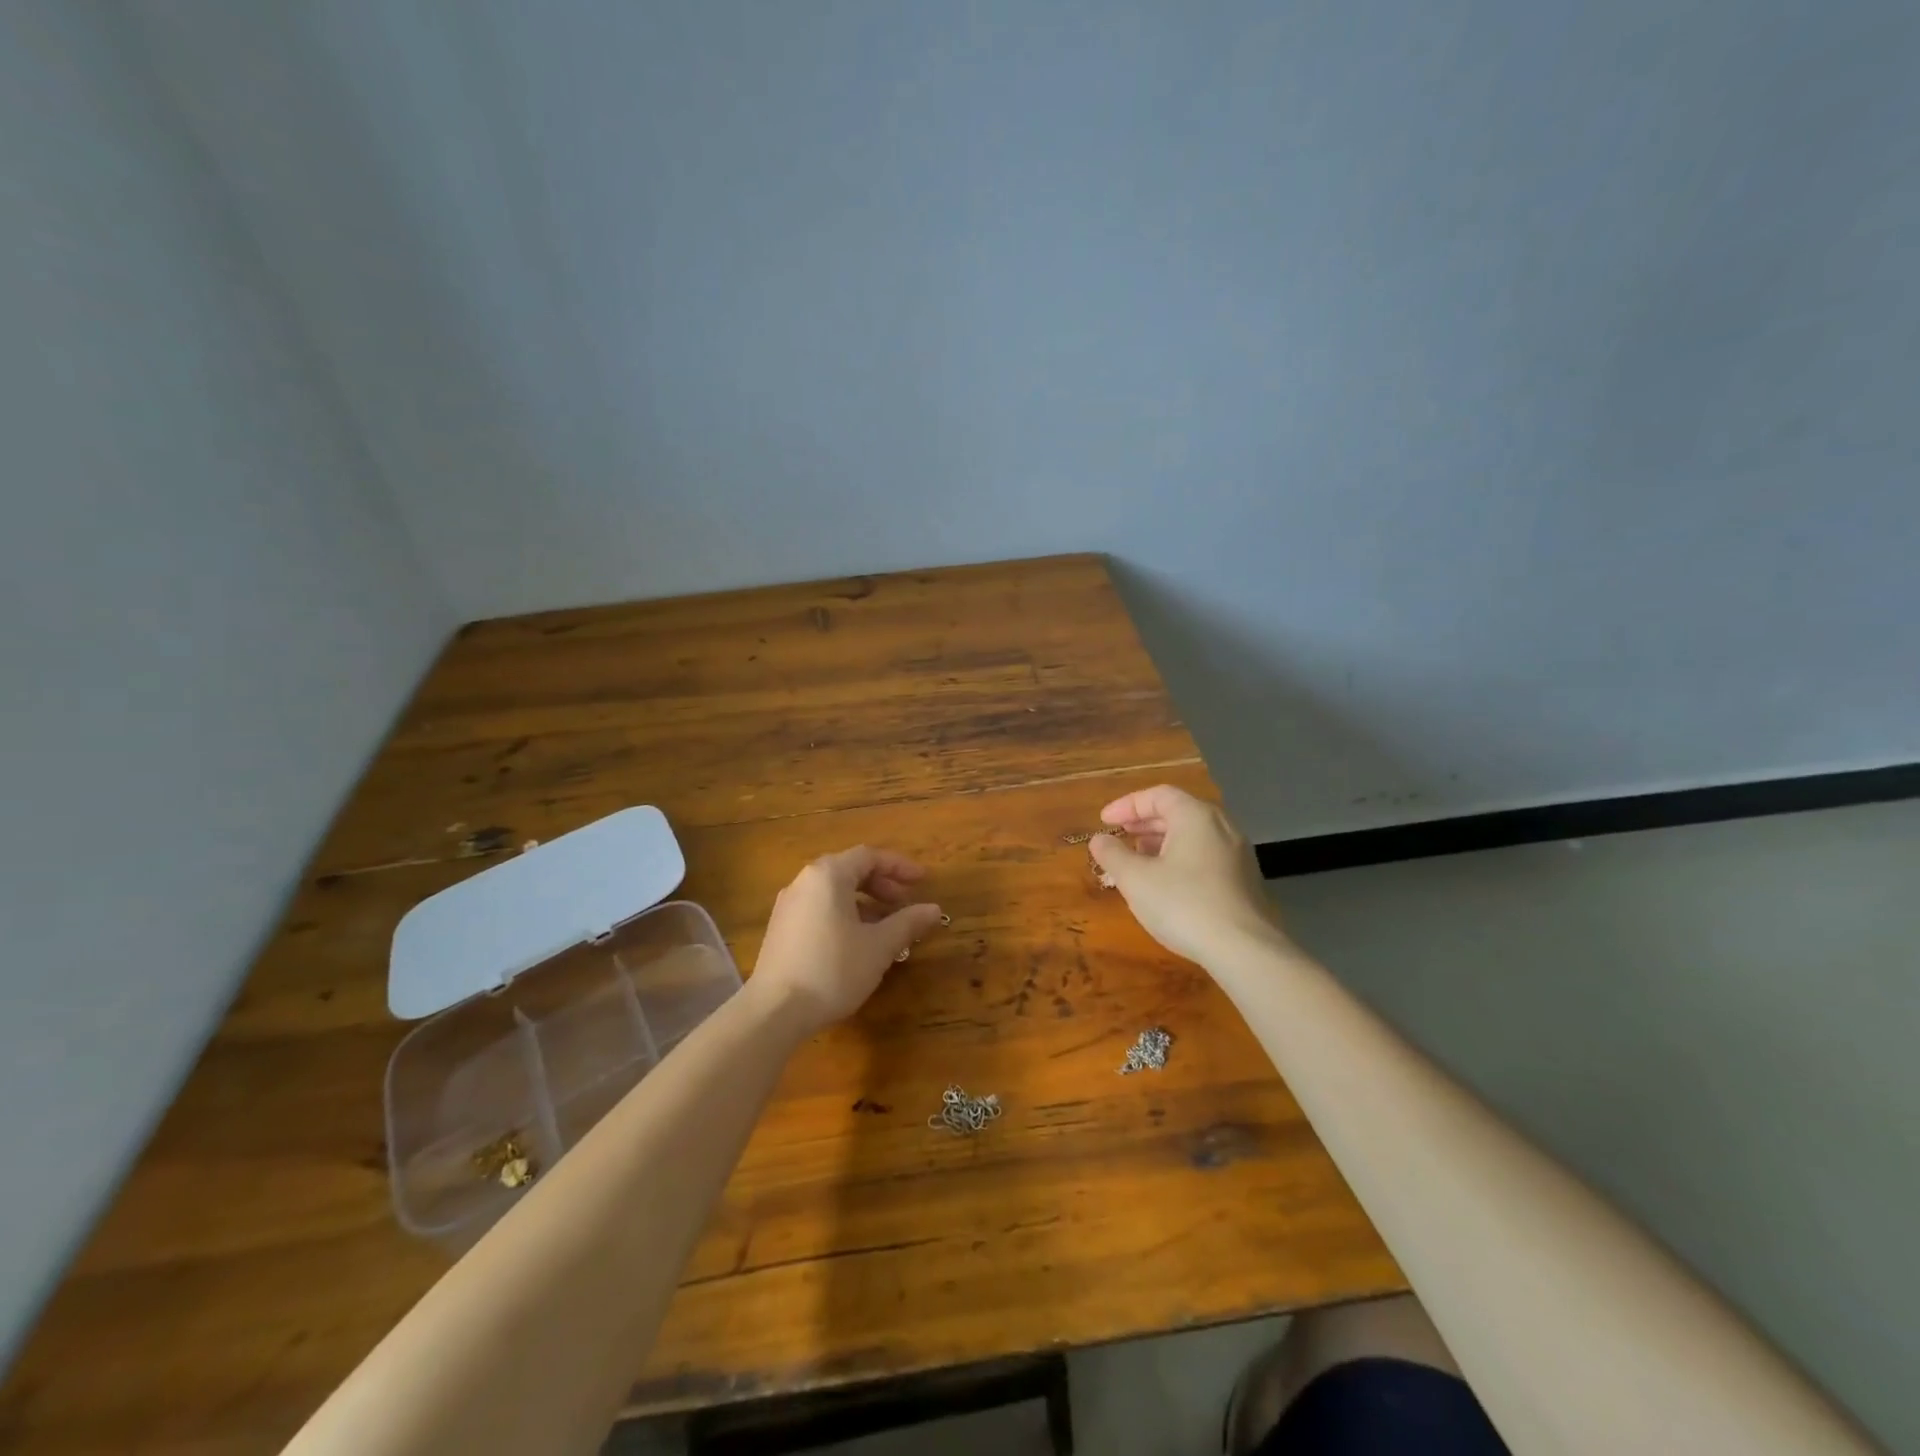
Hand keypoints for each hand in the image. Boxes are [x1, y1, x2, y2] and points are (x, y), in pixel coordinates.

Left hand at [750, 846, 943, 1030]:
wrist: (775, 1011)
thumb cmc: (833, 969)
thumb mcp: (879, 946)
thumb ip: (907, 923)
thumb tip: (933, 909)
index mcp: (828, 875)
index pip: (870, 856)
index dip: (900, 866)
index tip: (923, 881)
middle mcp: (805, 881)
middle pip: (850, 870)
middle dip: (882, 884)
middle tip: (904, 903)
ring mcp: (788, 904)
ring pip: (834, 891)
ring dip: (864, 902)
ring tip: (885, 926)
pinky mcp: (780, 928)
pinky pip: (819, 907)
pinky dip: (844, 914)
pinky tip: (856, 942)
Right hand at [1089, 785, 1286, 966]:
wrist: (1244, 950)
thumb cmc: (1183, 904)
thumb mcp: (1135, 879)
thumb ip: (1112, 854)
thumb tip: (1099, 840)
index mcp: (1196, 816)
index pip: (1158, 795)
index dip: (1127, 805)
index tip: (1104, 821)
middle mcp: (1222, 826)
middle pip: (1177, 813)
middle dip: (1143, 824)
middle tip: (1119, 837)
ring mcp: (1238, 854)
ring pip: (1193, 836)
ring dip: (1161, 843)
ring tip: (1137, 860)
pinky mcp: (1244, 880)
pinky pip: (1205, 856)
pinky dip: (1180, 859)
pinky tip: (1166, 884)